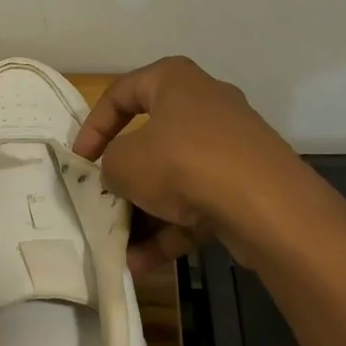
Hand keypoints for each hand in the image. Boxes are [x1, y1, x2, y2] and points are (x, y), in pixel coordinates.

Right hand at [73, 56, 307, 275]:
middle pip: (151, 139)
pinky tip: (143, 264)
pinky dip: (172, 230)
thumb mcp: (125, 163)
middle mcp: (206, 104)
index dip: (93, 126)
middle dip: (124, 178)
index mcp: (175, 80)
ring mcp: (231, 145)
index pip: (121, 93)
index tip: (79, 160)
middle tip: (103, 203)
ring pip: (176, 177)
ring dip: (146, 214)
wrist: (266, 204)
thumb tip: (117, 174)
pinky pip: (199, 202)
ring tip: (120, 248)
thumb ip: (109, 165)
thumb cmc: (183, 162)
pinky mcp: (247, 184)